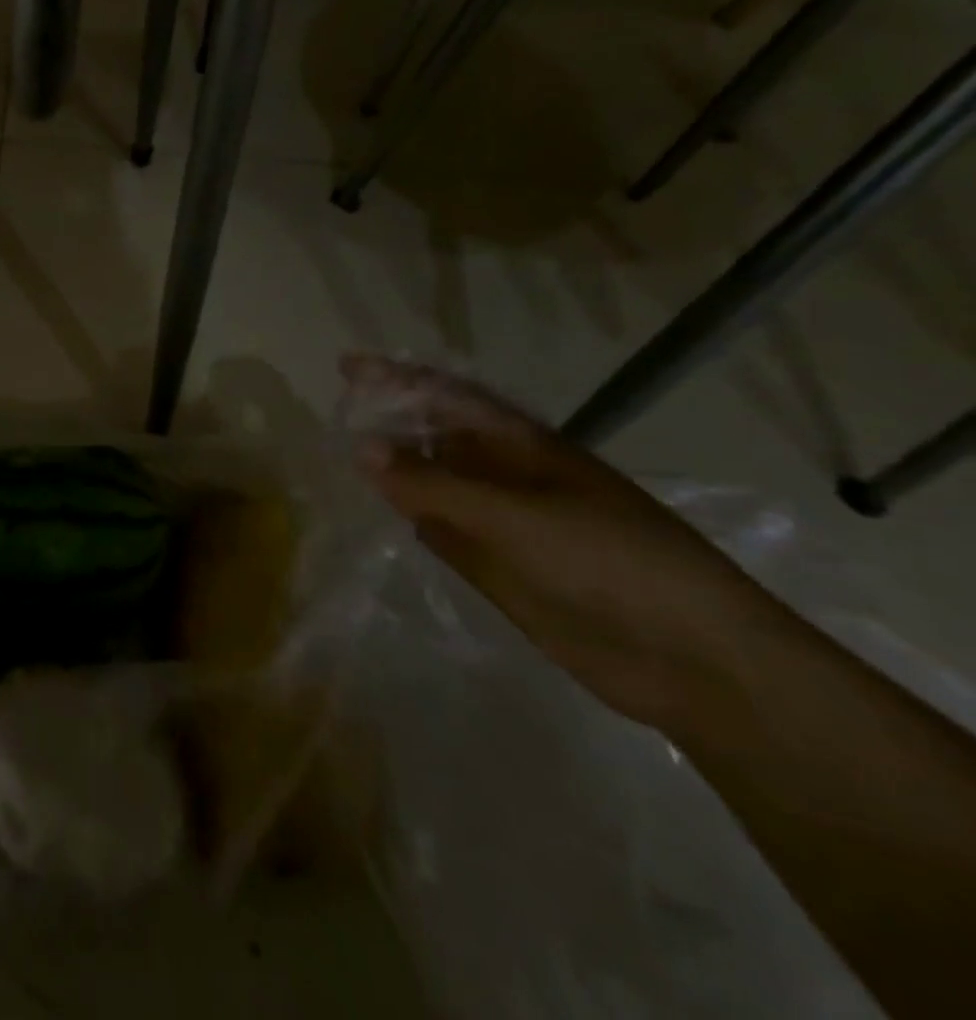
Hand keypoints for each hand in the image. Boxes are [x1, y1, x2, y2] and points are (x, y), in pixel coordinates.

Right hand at [342, 355, 789, 732]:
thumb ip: (434, 484)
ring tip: (341, 457)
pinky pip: (442, 531)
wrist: (693, 660)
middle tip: (334, 415)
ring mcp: (502, 524)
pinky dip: (411, 518)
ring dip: (394, 470)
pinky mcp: (498, 568)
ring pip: (435, 484)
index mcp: (523, 447)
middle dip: (388, 421)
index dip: (397, 378)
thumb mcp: (516, 516)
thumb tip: (360, 448)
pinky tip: (381, 513)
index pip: (448, 397)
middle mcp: (507, 477)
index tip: (347, 366)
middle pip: (437, 437)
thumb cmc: (611, 563)